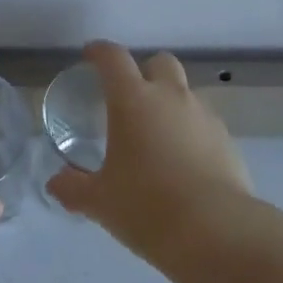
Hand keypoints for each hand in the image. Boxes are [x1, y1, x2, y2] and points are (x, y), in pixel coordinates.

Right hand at [45, 41, 254, 260]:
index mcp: (134, 101)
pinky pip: (204, 123)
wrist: (215, 230)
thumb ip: (74, 188)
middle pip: (160, 62)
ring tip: (156, 137)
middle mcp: (171, 97)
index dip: (100, 52)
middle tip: (130, 97)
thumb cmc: (147, 207)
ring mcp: (204, 116)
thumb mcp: (100, 201)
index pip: (114, 59)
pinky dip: (190, 131)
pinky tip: (183, 162)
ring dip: (170, 103)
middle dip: (145, 71)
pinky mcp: (227, 139)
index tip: (90, 55)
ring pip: (185, 92)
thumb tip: (55, 183)